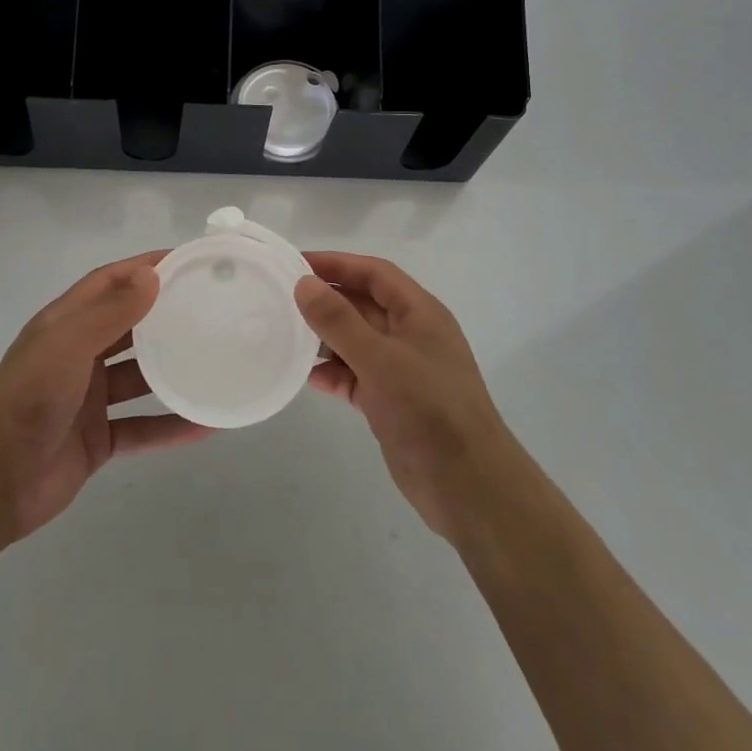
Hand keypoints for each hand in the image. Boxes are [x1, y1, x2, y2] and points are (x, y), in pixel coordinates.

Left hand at [0, 254, 212, 546]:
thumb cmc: (28, 399)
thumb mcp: (68, 345)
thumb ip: (110, 312)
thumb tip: (152, 274)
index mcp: (65, 324)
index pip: (109, 282)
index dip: (144, 268)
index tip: (187, 261)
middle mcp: (78, 355)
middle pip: (128, 327)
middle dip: (165, 315)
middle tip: (212, 308)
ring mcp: (88, 399)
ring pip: (139, 378)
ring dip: (173, 371)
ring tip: (216, 361)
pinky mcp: (97, 440)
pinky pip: (142, 427)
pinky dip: (171, 426)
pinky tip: (206, 425)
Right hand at [297, 253, 522, 540]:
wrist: (468, 487)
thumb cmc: (428, 410)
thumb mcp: (380, 359)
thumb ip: (339, 320)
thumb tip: (304, 284)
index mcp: (419, 313)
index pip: (374, 273)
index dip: (337, 263)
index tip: (296, 263)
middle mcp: (411, 335)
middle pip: (363, 304)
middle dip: (327, 300)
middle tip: (282, 299)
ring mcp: (402, 370)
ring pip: (357, 341)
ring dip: (325, 338)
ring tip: (286, 337)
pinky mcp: (392, 402)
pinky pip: (356, 376)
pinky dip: (334, 374)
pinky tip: (308, 378)